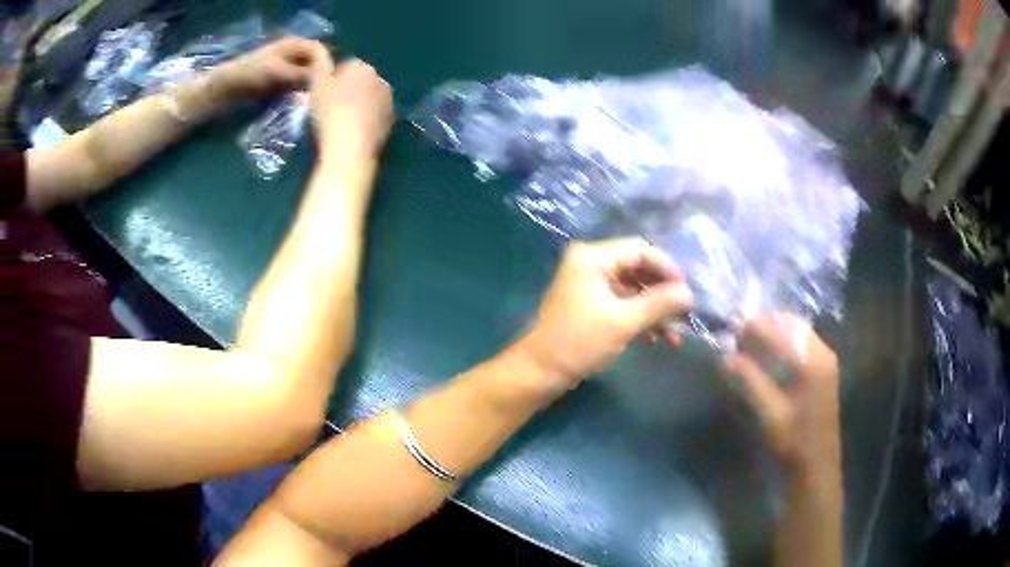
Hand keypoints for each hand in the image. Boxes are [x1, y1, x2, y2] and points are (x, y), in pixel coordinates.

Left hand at [211, 37, 331, 100]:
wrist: (226, 87)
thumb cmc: (252, 74)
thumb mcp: (281, 74)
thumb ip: (305, 76)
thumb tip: (327, 82)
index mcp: (294, 44)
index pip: (320, 50)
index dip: (327, 64)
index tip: (330, 83)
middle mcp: (292, 53)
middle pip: (314, 63)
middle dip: (318, 77)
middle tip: (322, 95)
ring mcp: (285, 67)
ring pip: (305, 76)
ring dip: (308, 87)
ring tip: (312, 100)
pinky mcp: (278, 81)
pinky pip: (295, 85)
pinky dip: (298, 93)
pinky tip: (299, 102)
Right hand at [309, 58, 393, 157]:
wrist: (350, 147)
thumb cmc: (330, 112)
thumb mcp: (317, 84)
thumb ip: (320, 65)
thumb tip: (322, 54)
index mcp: (362, 67)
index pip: (345, 66)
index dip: (332, 80)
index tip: (322, 95)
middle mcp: (380, 79)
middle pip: (360, 81)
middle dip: (348, 90)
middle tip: (331, 108)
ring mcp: (389, 100)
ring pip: (369, 97)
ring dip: (358, 104)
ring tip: (343, 121)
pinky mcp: (392, 120)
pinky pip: (375, 114)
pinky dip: (366, 119)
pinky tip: (354, 131)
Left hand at [518, 238, 694, 391]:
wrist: (542, 371)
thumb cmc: (580, 342)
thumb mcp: (624, 322)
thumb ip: (659, 304)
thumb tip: (690, 294)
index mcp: (593, 257)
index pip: (640, 249)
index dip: (667, 268)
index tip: (687, 291)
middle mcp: (591, 263)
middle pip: (638, 268)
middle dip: (663, 293)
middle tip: (685, 312)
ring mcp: (590, 284)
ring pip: (633, 288)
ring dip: (654, 310)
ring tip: (675, 334)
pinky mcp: (591, 303)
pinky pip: (623, 302)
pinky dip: (640, 317)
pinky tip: (657, 339)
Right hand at [724, 314, 840, 475]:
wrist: (817, 465)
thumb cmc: (793, 443)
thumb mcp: (769, 415)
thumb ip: (749, 382)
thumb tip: (726, 357)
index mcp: (811, 361)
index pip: (778, 329)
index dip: (752, 329)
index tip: (730, 339)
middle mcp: (822, 351)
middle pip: (788, 322)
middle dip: (762, 327)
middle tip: (739, 343)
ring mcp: (825, 357)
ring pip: (795, 329)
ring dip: (772, 332)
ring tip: (750, 347)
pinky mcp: (824, 366)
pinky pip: (801, 340)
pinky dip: (783, 341)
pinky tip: (770, 356)